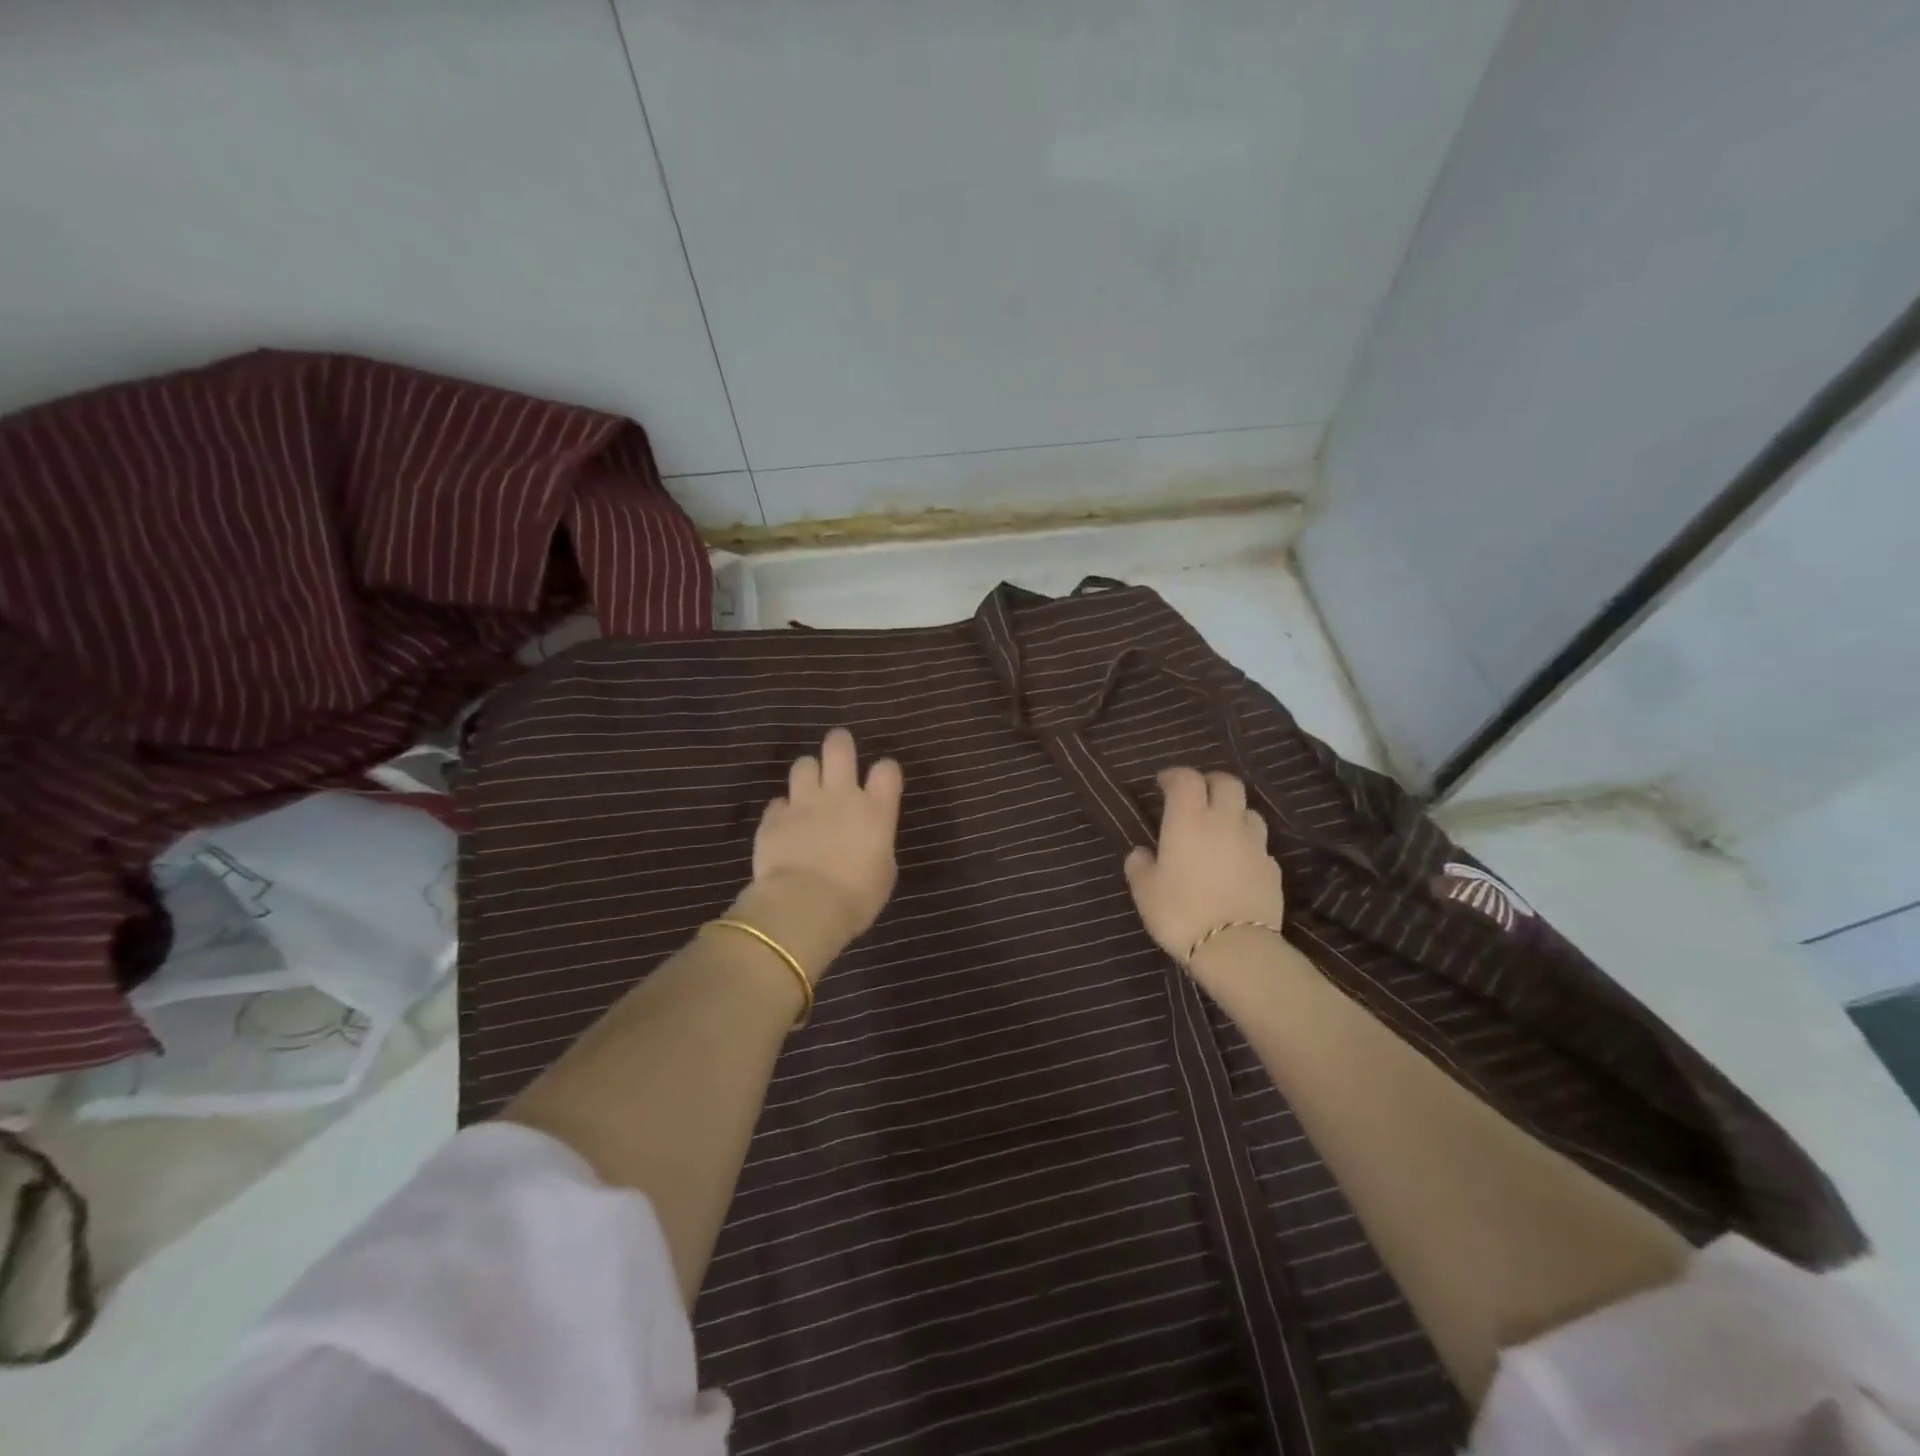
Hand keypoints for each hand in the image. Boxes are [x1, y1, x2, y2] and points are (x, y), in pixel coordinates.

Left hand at [730, 728, 902, 978]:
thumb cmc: (856, 897)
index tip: (881, 780)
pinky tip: (785, 825)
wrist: (804, 907)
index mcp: (875, 810)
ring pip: (804, 765)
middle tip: (839, 753)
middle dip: (839, 744)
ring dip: (808, 774)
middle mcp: (840, 796)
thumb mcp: (883, 873)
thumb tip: (869, 841)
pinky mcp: (774, 818)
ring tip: (809, 790)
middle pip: (839, 747)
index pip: (887, 770)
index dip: (885, 770)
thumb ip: (877, 845)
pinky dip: (783, 810)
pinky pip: (778, 802)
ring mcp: (804, 803)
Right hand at [1124, 767, 1284, 964]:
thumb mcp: (1145, 891)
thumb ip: (1139, 866)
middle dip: (1210, 782)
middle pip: (1226, 783)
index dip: (1174, 775)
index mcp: (1188, 820)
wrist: (1235, 949)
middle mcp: (1224, 822)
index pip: (1186, 778)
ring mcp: (1254, 844)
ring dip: (1233, 812)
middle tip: (1196, 796)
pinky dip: (1247, 845)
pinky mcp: (1272, 868)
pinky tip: (1236, 863)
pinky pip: (1259, 845)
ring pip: (1249, 811)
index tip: (1162, 784)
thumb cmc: (1180, 913)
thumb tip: (1142, 853)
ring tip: (1220, 829)